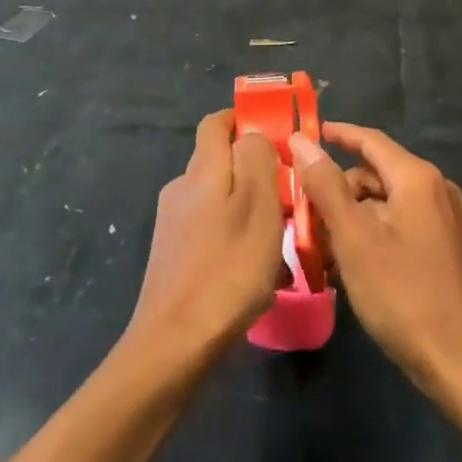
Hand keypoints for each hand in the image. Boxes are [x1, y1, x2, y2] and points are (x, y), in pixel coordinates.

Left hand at [126, 111, 284, 365]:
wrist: (176, 341)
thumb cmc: (229, 267)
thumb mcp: (258, 205)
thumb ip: (257, 158)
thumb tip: (252, 134)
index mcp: (203, 169)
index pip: (216, 123)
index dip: (243, 120)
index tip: (275, 134)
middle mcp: (182, 187)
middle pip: (220, 162)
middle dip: (254, 171)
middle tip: (288, 196)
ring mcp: (173, 222)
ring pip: (219, 199)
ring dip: (248, 209)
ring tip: (280, 242)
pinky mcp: (172, 254)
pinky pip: (211, 230)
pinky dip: (235, 237)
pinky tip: (256, 271)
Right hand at [292, 124, 461, 409]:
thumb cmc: (404, 295)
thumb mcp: (355, 239)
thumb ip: (326, 186)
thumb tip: (302, 142)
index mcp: (416, 178)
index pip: (369, 139)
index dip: (334, 134)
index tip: (301, 137)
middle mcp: (434, 189)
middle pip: (374, 173)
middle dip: (336, 189)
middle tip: (300, 214)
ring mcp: (443, 220)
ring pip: (383, 203)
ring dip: (349, 218)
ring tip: (318, 248)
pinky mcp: (444, 248)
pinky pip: (398, 226)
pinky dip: (370, 236)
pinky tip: (347, 267)